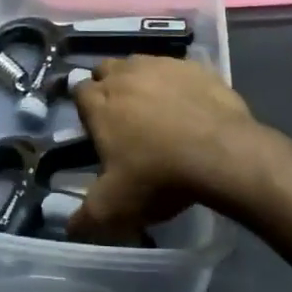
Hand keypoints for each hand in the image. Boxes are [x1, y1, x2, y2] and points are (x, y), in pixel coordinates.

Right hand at [69, 56, 255, 243]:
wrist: (222, 153)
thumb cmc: (159, 176)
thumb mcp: (115, 208)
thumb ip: (85, 218)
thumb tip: (70, 227)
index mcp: (99, 103)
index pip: (78, 91)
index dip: (84, 107)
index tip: (94, 127)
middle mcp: (124, 74)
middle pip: (106, 70)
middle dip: (108, 86)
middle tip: (123, 117)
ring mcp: (160, 65)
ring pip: (139, 64)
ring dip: (140, 80)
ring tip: (155, 109)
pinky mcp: (194, 66)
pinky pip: (176, 69)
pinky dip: (176, 83)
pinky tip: (188, 105)